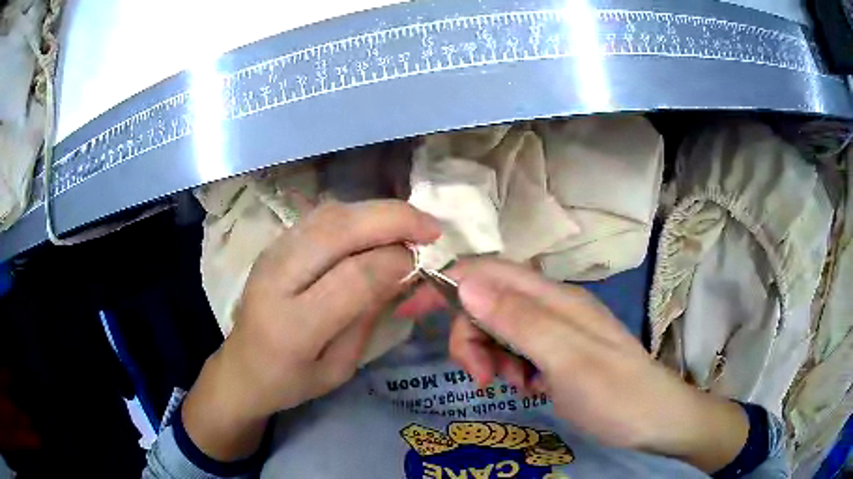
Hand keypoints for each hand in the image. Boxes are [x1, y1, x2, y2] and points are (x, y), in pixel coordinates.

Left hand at [182, 200, 439, 460]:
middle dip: (394, 220)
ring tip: (411, 224)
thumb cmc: (292, 380)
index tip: (423, 262)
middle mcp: (277, 279)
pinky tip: (377, 225)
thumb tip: (403, 269)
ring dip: (377, 212)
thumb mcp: (340, 367)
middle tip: (431, 228)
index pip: (354, 276)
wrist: (242, 367)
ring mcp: (271, 254)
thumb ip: (368, 317)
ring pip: (331, 214)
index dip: (396, 262)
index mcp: (294, 326)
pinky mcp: (274, 243)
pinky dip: (357, 213)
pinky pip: (321, 216)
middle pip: (339, 230)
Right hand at [398, 259, 747, 472]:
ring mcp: (556, 329)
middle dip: (472, 336)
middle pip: (488, 302)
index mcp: (554, 298)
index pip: (488, 272)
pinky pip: (517, 350)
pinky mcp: (558, 352)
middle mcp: (553, 306)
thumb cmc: (615, 393)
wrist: (655, 419)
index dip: (446, 283)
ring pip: (500, 328)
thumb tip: (465, 284)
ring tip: (511, 386)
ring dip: (491, 356)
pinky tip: (526, 388)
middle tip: (482, 377)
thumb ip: (519, 320)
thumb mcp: (566, 360)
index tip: (412, 311)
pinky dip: (509, 368)